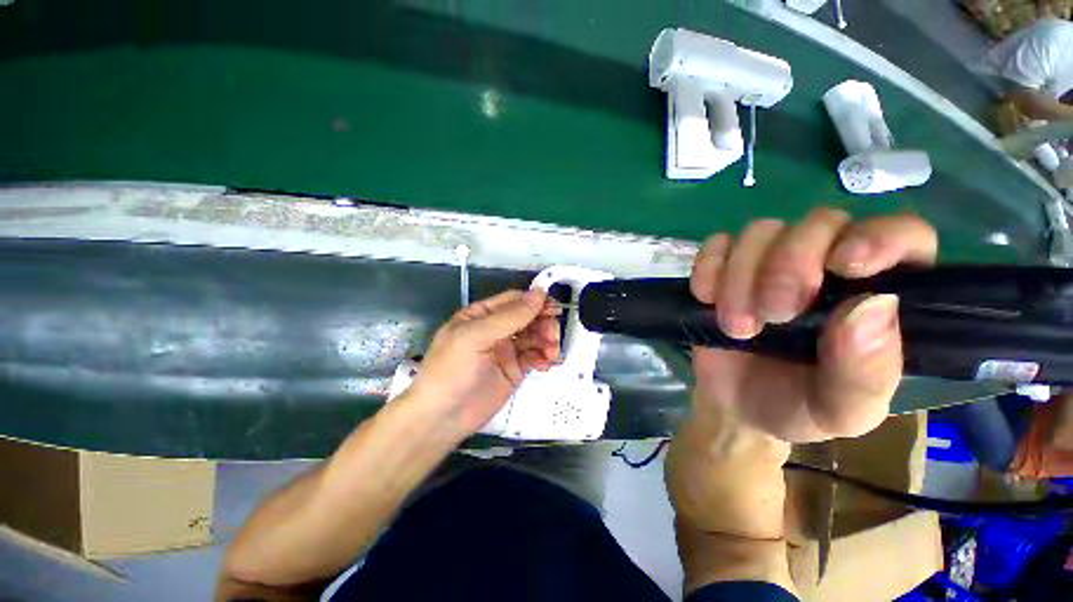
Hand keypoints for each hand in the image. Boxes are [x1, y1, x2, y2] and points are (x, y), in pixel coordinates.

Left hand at [406, 289, 561, 436]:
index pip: (514, 300)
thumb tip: (540, 292)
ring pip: (534, 337)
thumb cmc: (451, 371)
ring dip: (546, 341)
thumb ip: (510, 316)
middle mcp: (495, 329)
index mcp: (482, 315)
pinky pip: (534, 356)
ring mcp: (506, 350)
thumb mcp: (476, 337)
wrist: (441, 419)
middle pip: (528, 318)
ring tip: (552, 353)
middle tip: (553, 336)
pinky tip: (545, 364)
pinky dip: (543, 358)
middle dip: (543, 324)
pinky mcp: (514, 370)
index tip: (554, 309)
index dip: (535, 302)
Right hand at [689, 208, 937, 442]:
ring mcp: (769, 263)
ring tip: (736, 327)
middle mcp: (827, 266)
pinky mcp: (725, 268)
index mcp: (877, 294)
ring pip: (761, 231)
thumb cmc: (799, 409)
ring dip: (741, 277)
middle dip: (790, 266)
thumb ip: (867, 371)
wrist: (736, 407)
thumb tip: (874, 304)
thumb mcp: (844, 411)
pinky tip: (707, 299)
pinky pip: (716, 246)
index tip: (845, 266)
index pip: (903, 235)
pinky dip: (708, 268)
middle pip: (819, 223)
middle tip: (773, 316)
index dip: (880, 237)